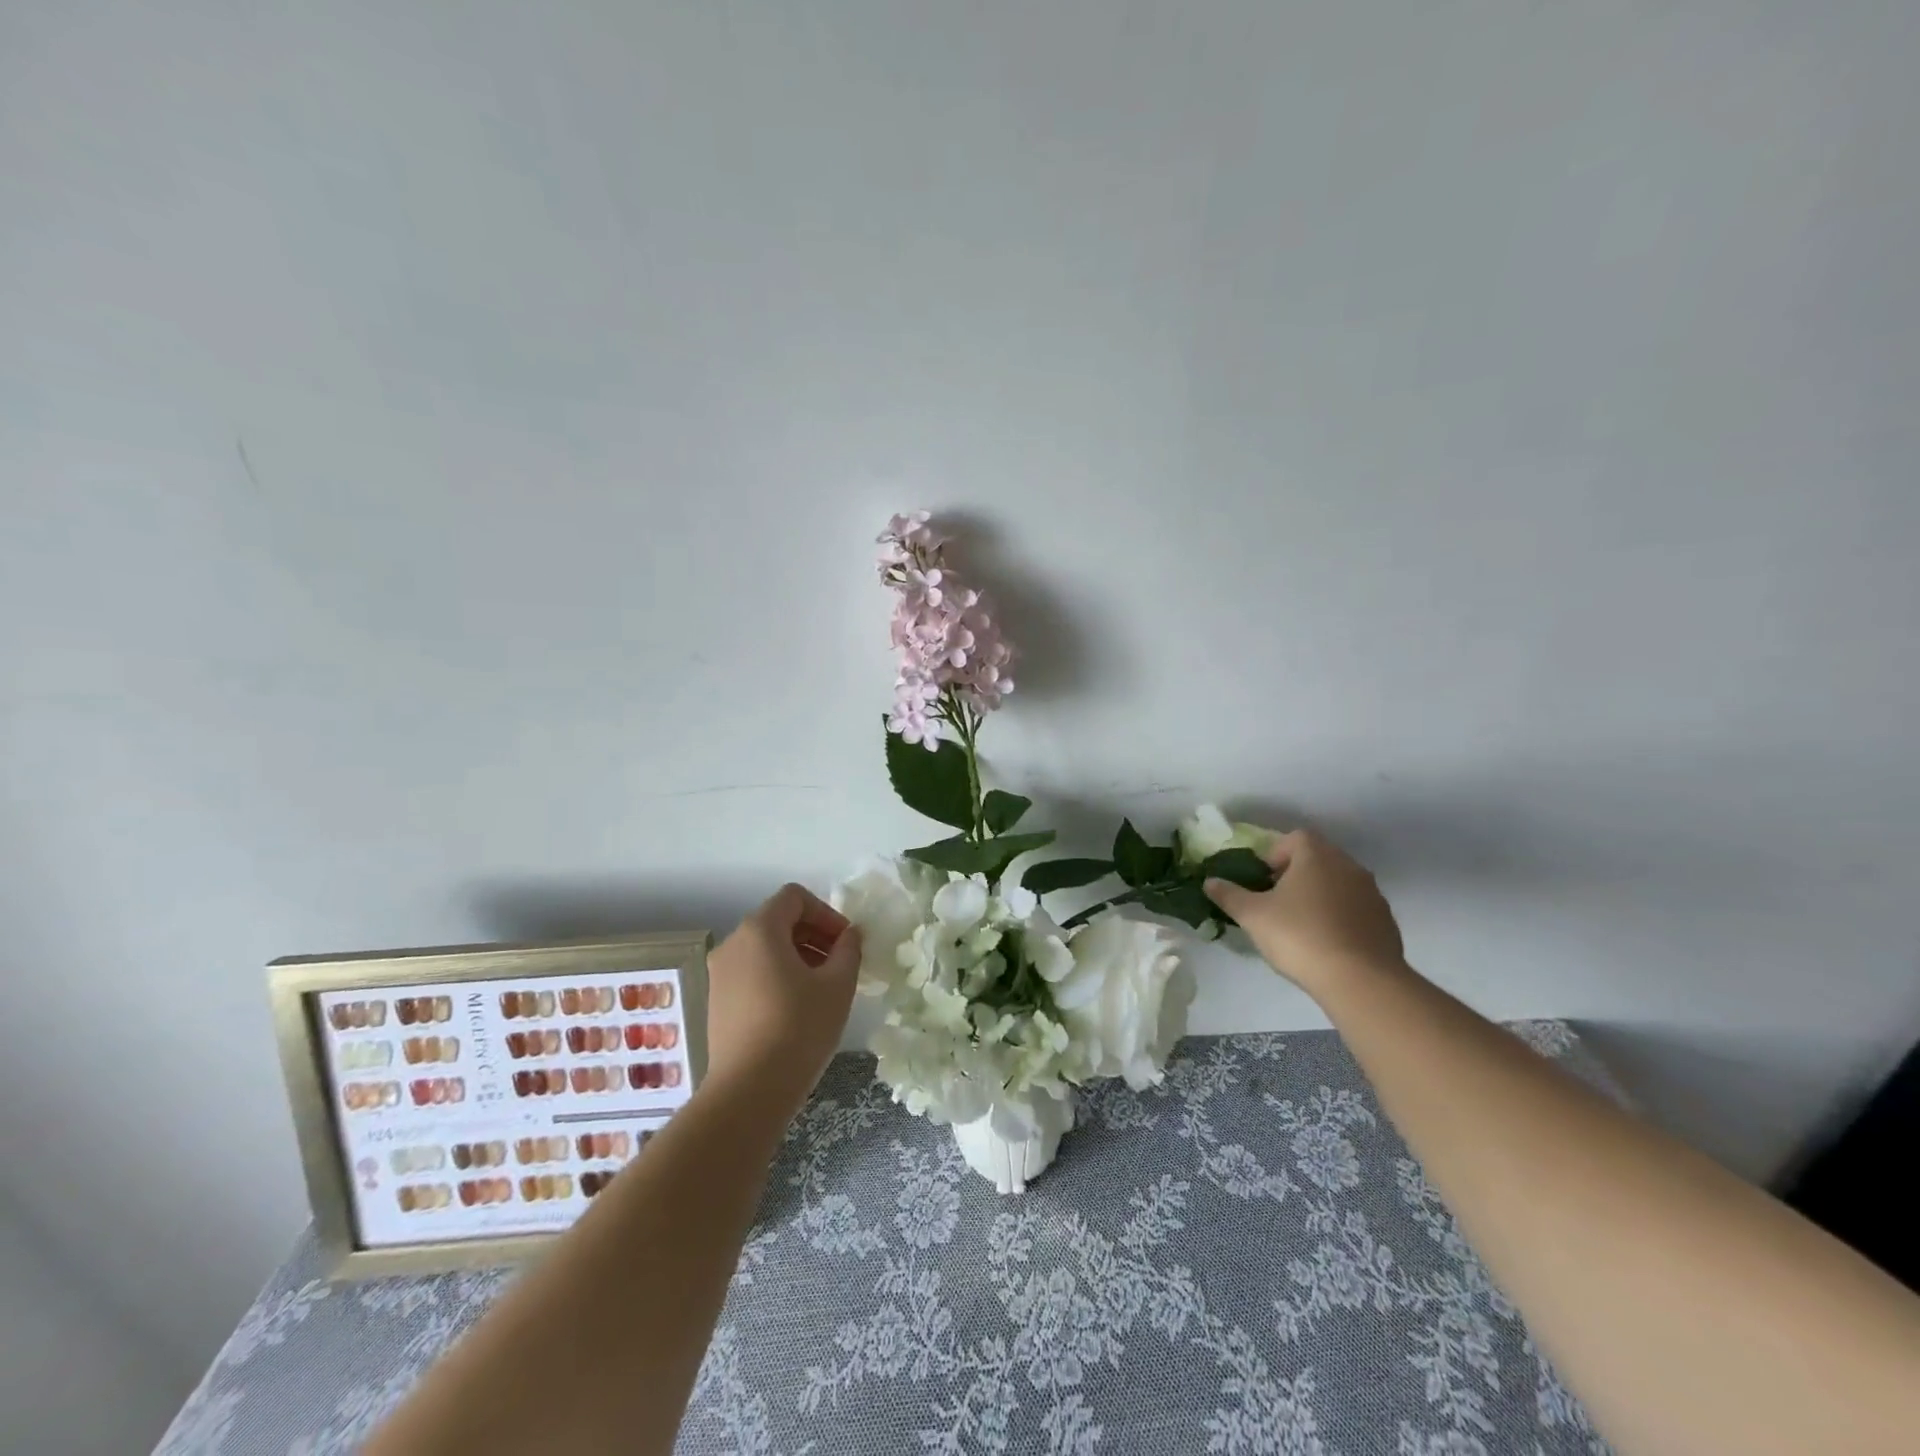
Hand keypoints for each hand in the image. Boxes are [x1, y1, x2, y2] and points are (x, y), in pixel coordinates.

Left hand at [703, 884, 862, 1116]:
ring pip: (765, 948)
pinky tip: (798, 1007)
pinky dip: (778, 975)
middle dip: (814, 935)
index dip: (826, 912)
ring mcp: (720, 974)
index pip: (795, 898)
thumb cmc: (798, 1028)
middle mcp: (733, 943)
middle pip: (779, 920)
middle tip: (841, 963)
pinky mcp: (717, 1001)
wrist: (748, 1092)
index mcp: (760, 929)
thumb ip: (848, 950)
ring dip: (798, 956)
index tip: (845, 942)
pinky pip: (753, 971)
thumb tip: (849, 936)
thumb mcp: (838, 985)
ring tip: (823, 988)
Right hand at [1203, 829, 1405, 995]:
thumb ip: (1229, 895)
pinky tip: (1328, 943)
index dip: (1276, 854)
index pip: (1295, 838)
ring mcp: (1372, 894)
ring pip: (1340, 884)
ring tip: (1302, 925)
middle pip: (1319, 859)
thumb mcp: (1252, 916)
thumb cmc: (1299, 936)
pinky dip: (1341, 917)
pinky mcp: (1386, 921)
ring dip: (1321, 895)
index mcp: (1316, 856)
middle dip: (1297, 874)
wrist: (1360, 979)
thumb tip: (1210, 881)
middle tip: (1278, 901)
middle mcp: (1348, 866)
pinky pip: (1357, 909)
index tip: (1264, 879)